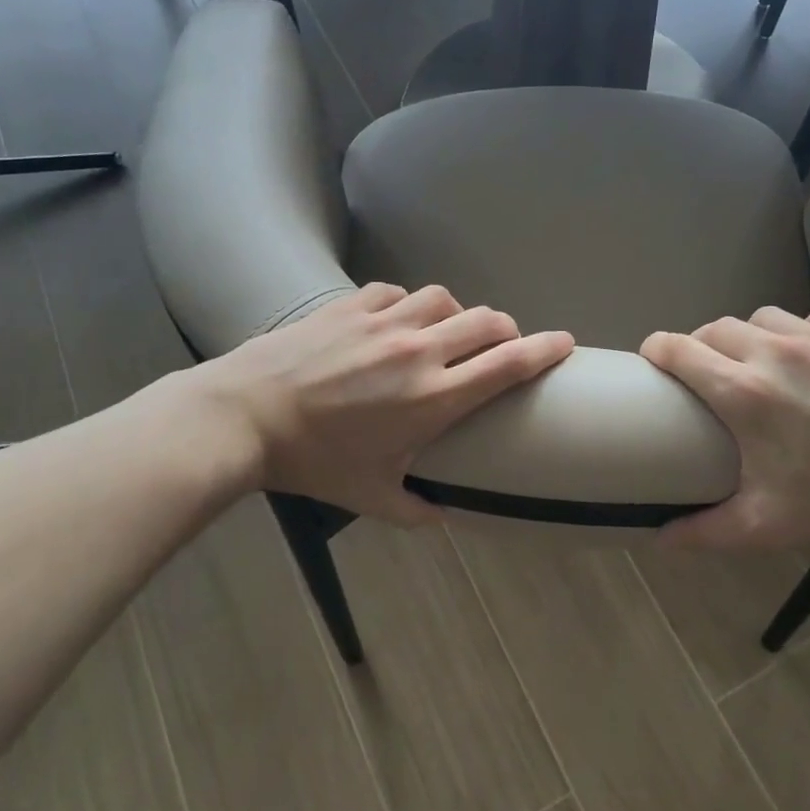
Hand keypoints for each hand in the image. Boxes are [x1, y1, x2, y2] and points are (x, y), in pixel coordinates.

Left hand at [190, 283, 573, 523]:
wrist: (243, 416)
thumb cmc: (312, 463)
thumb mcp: (370, 498)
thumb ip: (417, 510)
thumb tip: (445, 517)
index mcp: (434, 398)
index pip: (508, 364)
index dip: (545, 349)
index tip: (565, 343)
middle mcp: (419, 351)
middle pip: (487, 322)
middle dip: (506, 331)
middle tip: (501, 346)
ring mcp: (384, 322)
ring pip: (444, 298)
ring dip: (456, 314)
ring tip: (446, 333)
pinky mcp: (350, 306)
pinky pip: (397, 293)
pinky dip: (408, 305)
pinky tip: (396, 321)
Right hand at [639, 307, 809, 548]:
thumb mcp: (767, 523)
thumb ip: (706, 531)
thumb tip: (660, 539)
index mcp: (744, 392)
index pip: (678, 349)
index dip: (657, 349)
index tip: (653, 360)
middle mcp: (775, 351)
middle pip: (715, 328)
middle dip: (702, 345)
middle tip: (710, 373)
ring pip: (764, 318)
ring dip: (752, 337)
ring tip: (765, 364)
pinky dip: (805, 335)